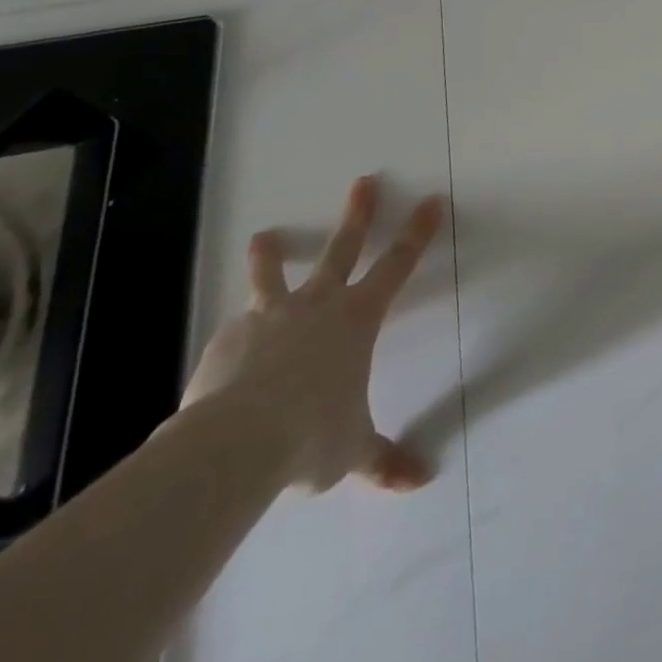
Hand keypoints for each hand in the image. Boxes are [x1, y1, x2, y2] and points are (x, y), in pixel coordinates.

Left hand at [181, 176, 443, 492]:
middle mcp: (318, 305)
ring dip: (271, 254)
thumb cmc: (311, 434)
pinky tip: (232, 347)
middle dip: (358, 214)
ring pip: (274, 275)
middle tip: (363, 182)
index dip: (417, 232)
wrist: (234, 443)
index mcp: (358, 318)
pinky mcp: (229, 339)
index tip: (431, 200)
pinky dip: (240, 332)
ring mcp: (270, 316)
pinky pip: (238, 329)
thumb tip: (420, 480)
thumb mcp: (352, 450)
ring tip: (263, 235)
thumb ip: (383, 460)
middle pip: (342, 248)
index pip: (398, 264)